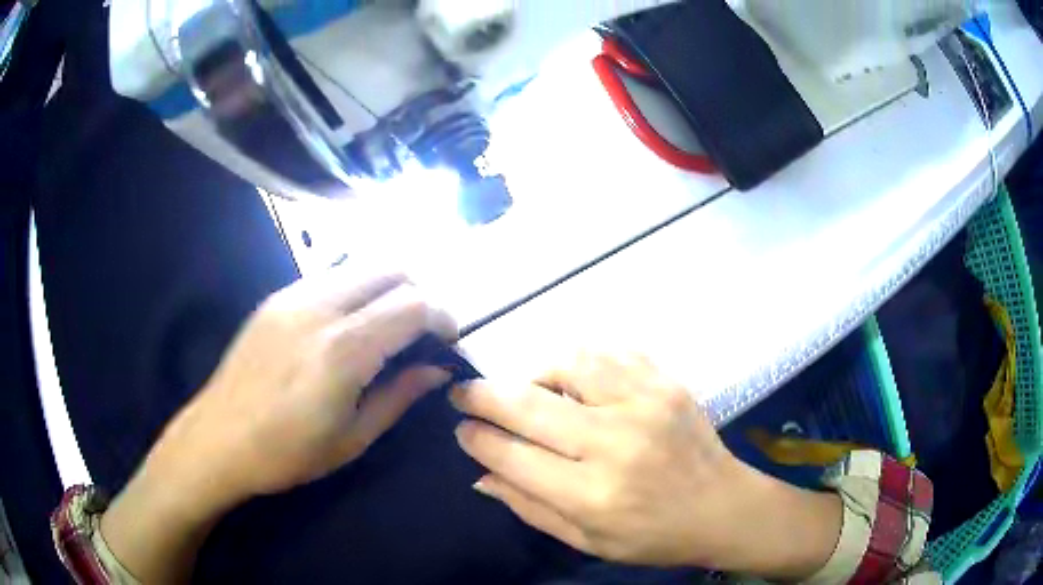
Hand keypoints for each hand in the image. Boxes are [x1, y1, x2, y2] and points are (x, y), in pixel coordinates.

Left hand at [101, 268, 455, 583]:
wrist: (217, 439)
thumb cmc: (287, 453)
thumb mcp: (353, 438)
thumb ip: (400, 395)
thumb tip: (438, 368)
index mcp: (343, 351)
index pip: (413, 305)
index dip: (443, 317)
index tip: (448, 341)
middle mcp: (320, 308)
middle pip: (391, 269)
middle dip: (419, 293)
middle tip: (421, 332)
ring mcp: (293, 295)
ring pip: (360, 265)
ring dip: (387, 287)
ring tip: (386, 327)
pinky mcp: (276, 297)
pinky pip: (330, 276)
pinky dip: (355, 290)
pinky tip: (346, 326)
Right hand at [451, 353, 840, 577]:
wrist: (722, 507)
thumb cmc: (653, 536)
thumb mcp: (586, 540)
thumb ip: (529, 507)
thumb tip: (479, 474)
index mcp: (591, 494)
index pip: (511, 454)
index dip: (476, 437)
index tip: (461, 428)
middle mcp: (613, 443)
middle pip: (527, 404)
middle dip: (482, 395)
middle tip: (464, 393)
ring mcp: (643, 404)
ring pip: (565, 363)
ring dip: (532, 372)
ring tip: (527, 388)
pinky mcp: (664, 382)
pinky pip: (608, 352)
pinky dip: (578, 359)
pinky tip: (573, 378)